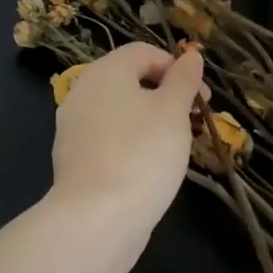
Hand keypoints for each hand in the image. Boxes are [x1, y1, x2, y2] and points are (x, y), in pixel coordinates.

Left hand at [51, 43, 205, 226]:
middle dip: (163, 95)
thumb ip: (183, 80)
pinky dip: (129, 143)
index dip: (175, 67)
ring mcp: (73, 127)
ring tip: (173, 147)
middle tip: (190, 121)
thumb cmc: (142, 154)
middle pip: (128, 80)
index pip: (143, 52)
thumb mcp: (173, 111)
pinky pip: (107, 139)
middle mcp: (83, 91)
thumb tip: (190, 56)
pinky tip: (146, 169)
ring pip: (118, 111)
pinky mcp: (72, 159)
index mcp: (105, 71)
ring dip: (147, 120)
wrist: (96, 219)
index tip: (200, 97)